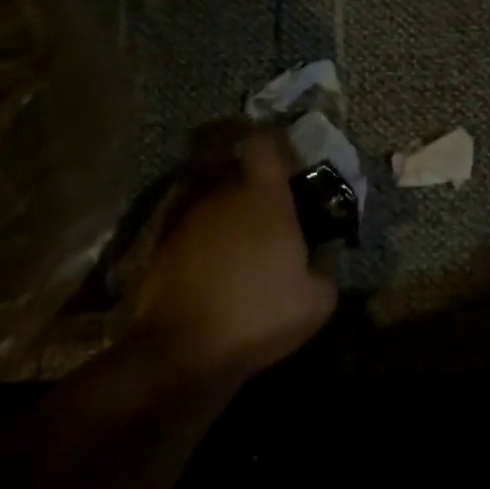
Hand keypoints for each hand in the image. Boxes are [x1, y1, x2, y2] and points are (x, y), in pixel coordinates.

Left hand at [134, 126, 338, 380]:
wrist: (183, 347)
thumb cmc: (258, 317)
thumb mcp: (318, 300)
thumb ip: (326, 263)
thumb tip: (322, 249)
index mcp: (263, 197)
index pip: (263, 141)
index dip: (276, 142)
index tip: (289, 161)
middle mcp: (221, 192)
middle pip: (233, 158)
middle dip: (250, 170)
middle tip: (268, 197)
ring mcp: (187, 213)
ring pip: (208, 185)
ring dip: (225, 196)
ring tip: (241, 228)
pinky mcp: (163, 237)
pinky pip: (190, 213)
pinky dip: (204, 222)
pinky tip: (216, 252)